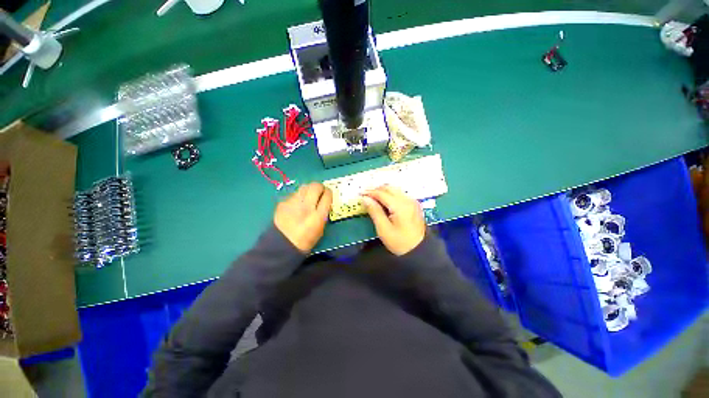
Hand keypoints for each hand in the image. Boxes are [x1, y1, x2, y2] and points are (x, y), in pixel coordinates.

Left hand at [274, 182, 332, 252]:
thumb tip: (324, 201)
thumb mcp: (321, 229)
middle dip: (320, 187)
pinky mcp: (283, 203)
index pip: (327, 195)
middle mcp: (306, 206)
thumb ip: (324, 213)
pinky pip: (294, 194)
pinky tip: (296, 205)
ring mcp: (293, 203)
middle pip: (315, 186)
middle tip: (319, 192)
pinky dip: (298, 197)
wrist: (281, 245)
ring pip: (304, 187)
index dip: (329, 193)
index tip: (328, 194)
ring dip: (309, 190)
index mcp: (318, 216)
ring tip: (308, 197)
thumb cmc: (305, 240)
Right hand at [362, 185, 425, 255]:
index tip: (360, 194)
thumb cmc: (400, 242)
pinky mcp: (414, 204)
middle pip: (389, 188)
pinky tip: (384, 200)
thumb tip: (365, 198)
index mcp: (400, 206)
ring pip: (395, 189)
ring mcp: (412, 201)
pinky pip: (400, 193)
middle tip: (366, 195)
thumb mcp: (383, 229)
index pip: (382, 193)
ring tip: (373, 197)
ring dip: (383, 190)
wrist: (419, 250)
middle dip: (376, 189)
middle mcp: (408, 199)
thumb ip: (374, 211)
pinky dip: (390, 194)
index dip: (370, 192)